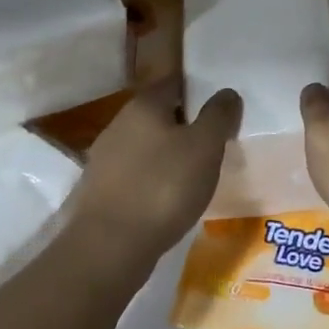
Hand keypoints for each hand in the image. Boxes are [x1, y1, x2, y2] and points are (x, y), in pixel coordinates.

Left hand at [72, 79, 240, 264]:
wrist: (110, 246)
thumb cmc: (164, 187)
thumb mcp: (205, 147)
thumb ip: (218, 115)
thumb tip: (227, 93)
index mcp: (144, 105)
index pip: (174, 82)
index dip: (198, 89)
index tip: (219, 106)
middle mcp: (119, 123)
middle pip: (159, 113)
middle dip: (184, 123)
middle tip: (213, 141)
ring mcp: (105, 157)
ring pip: (146, 144)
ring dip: (168, 152)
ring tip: (194, 171)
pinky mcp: (100, 189)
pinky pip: (135, 173)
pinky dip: (153, 178)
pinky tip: (168, 196)